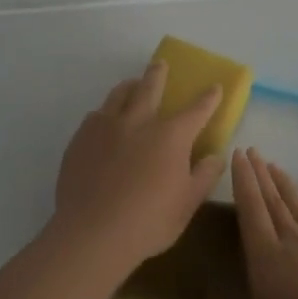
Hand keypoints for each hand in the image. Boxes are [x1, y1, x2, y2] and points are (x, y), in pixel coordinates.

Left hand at [52, 60, 225, 272]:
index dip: (208, 98)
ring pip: (119, 95)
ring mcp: (106, 127)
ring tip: (132, 85)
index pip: (196, 110)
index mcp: (170, 136)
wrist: (92, 234)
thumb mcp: (187, 204)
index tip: (214, 86)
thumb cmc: (148, 222)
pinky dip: (105, 113)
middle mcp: (139, 122)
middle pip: (150, 88)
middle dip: (158, 74)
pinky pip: (95, 116)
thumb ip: (204, 176)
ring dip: (129, 86)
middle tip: (160, 64)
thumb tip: (216, 156)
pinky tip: (104, 121)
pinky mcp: (81, 139)